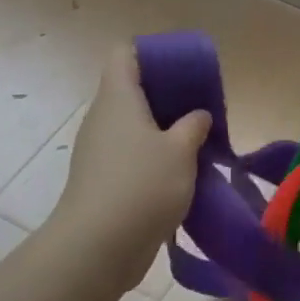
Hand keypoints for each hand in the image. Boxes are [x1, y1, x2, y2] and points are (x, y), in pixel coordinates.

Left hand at [52, 45, 210, 290]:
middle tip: (200, 107)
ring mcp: (99, 151)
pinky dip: (154, 157)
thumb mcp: (181, 150)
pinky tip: (182, 173)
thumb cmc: (142, 185)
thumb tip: (197, 116)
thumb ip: (193, 125)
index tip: (183, 68)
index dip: (152, 52)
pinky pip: (131, 155)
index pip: (125, 53)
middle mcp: (103, 118)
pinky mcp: (102, 180)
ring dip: (163, 130)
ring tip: (197, 141)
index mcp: (118, 98)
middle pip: (131, 90)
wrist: (99, 247)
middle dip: (167, 95)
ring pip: (133, 126)